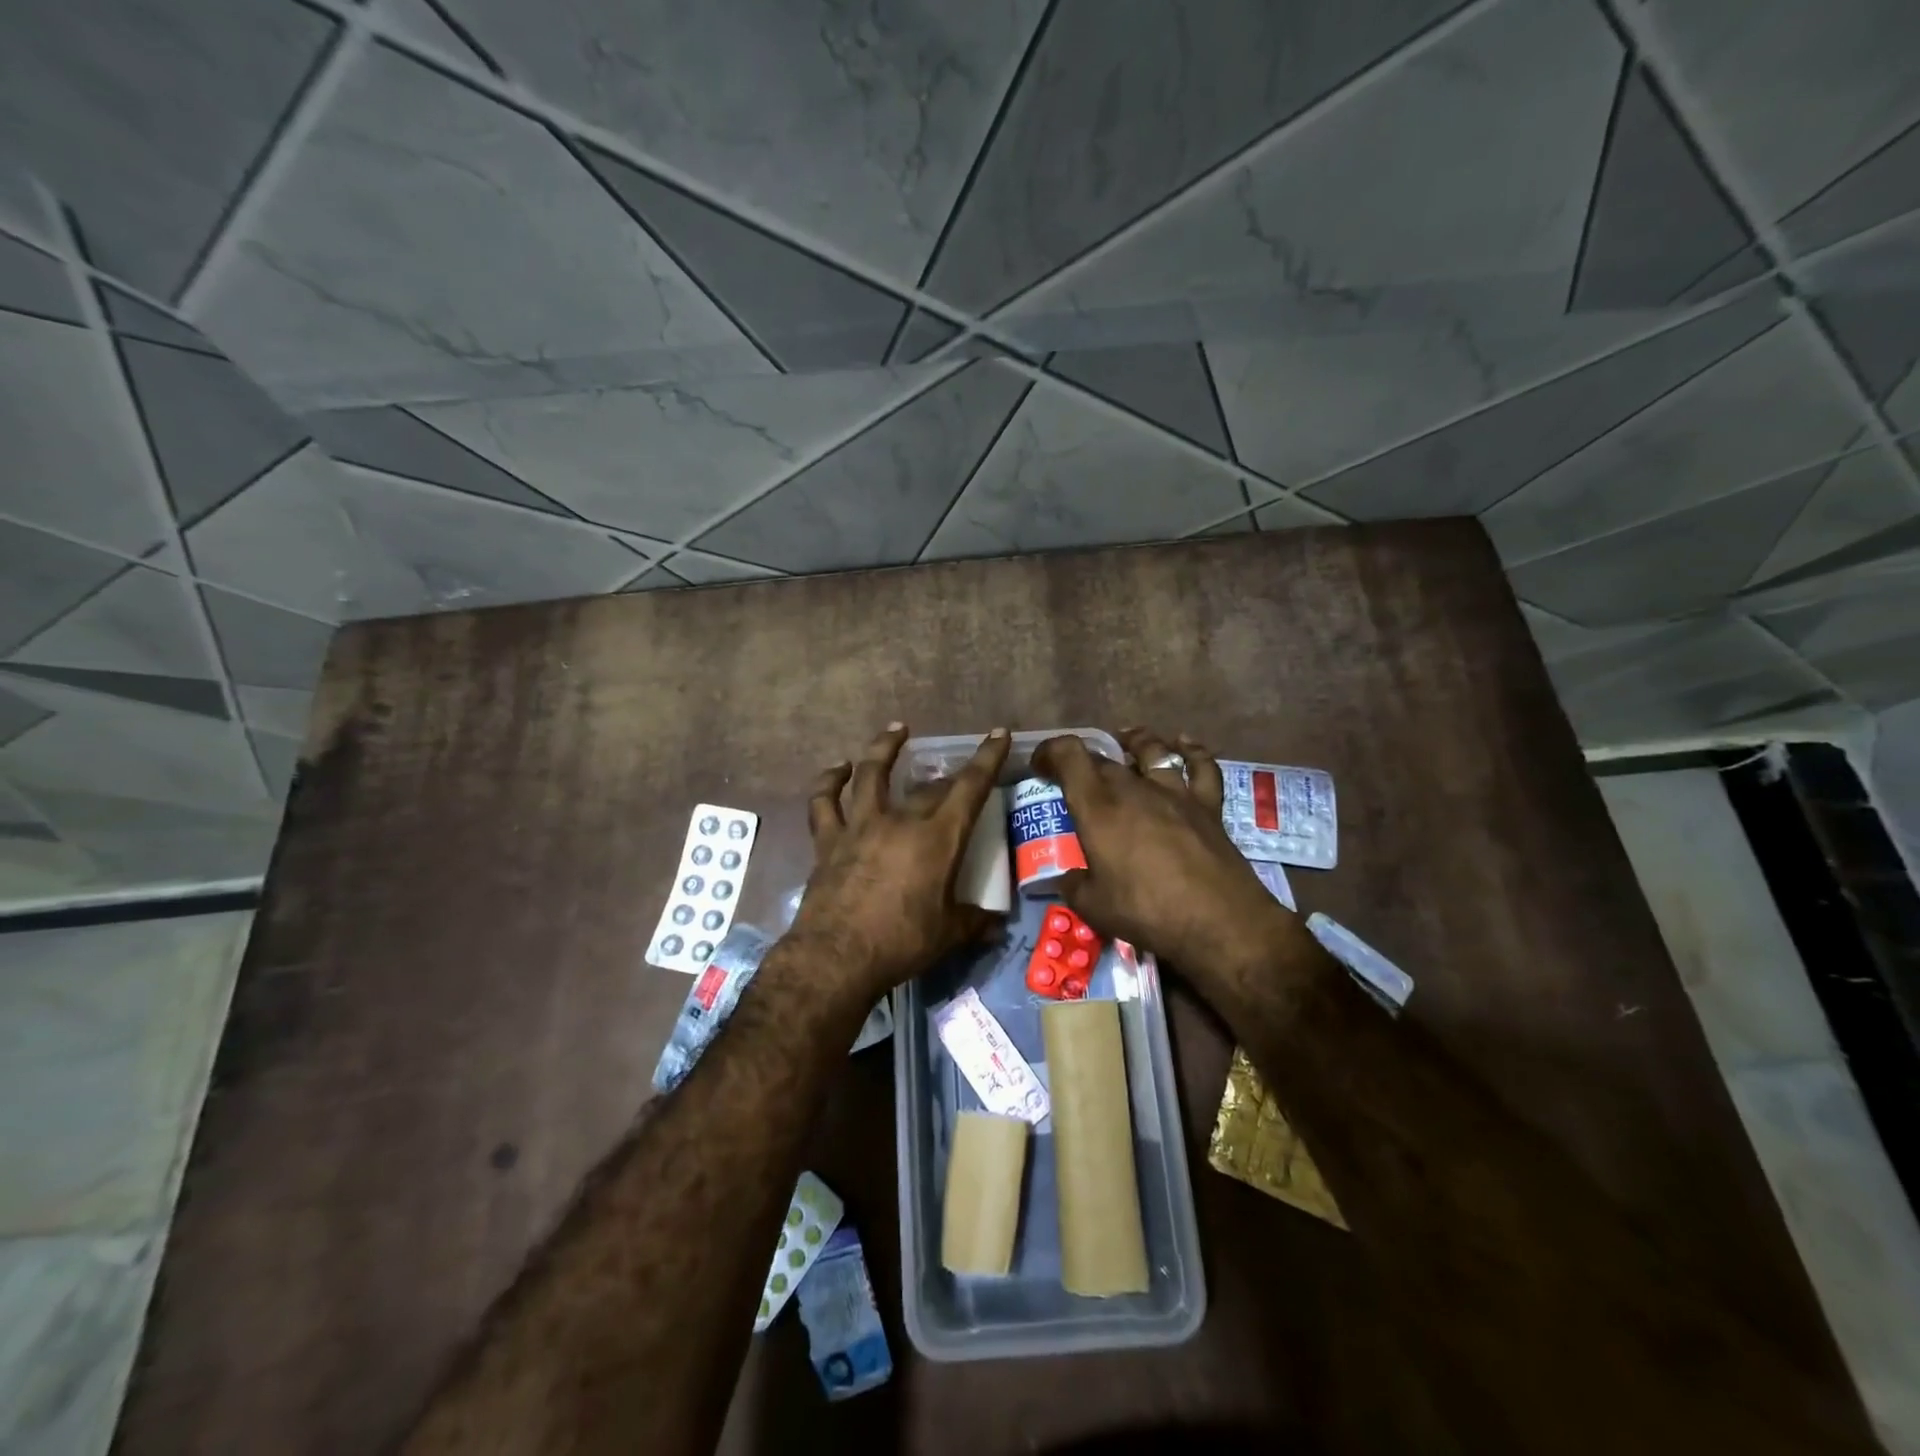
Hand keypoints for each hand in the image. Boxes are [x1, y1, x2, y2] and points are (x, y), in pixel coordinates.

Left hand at [788, 723, 1011, 999]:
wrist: (836, 958)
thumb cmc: (901, 944)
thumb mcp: (948, 935)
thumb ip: (974, 922)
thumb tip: (998, 924)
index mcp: (937, 839)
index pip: (970, 788)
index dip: (987, 758)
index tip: (998, 733)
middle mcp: (900, 821)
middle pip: (927, 786)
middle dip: (947, 775)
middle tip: (955, 775)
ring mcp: (861, 826)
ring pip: (870, 773)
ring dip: (883, 748)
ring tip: (895, 729)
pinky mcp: (829, 840)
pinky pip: (825, 802)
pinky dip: (830, 781)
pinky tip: (838, 769)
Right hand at [1033, 729, 1295, 989]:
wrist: (1219, 923)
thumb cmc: (1147, 912)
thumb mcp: (1092, 907)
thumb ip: (1074, 885)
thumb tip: (1070, 877)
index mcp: (1098, 807)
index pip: (1069, 756)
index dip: (1050, 751)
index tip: (1040, 766)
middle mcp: (1134, 789)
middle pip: (1105, 758)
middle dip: (1084, 761)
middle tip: (1074, 776)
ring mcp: (1175, 793)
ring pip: (1152, 751)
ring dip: (1135, 741)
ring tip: (1126, 739)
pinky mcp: (1207, 806)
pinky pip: (1201, 767)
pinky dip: (1191, 751)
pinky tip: (1184, 744)